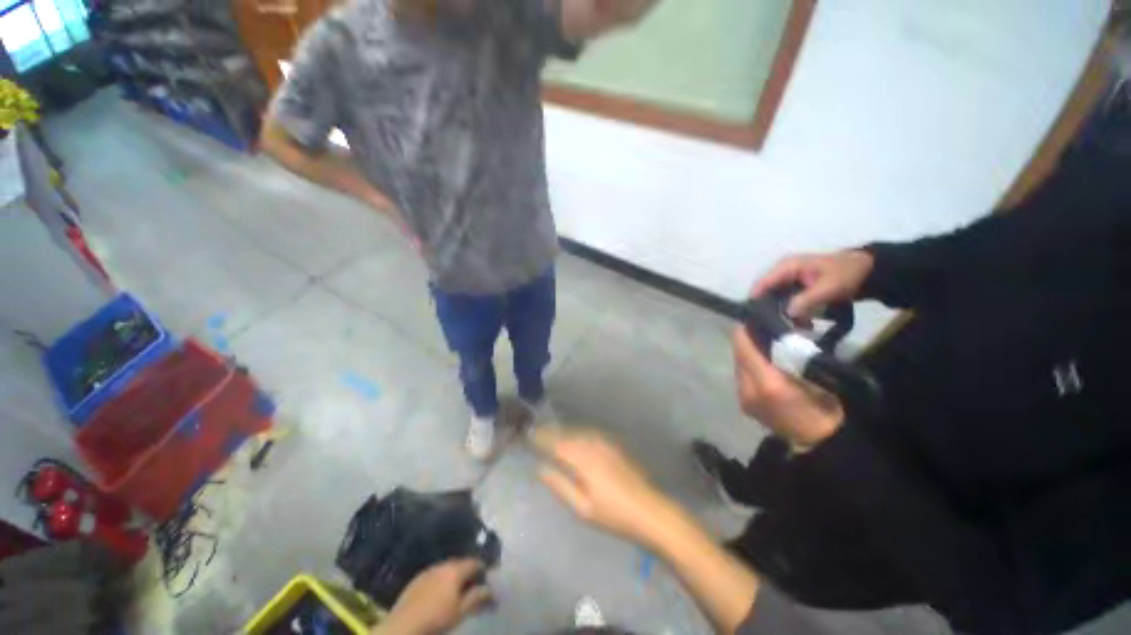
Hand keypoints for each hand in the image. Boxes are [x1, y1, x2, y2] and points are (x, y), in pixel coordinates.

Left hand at [375, 559, 490, 634]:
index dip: (483, 569)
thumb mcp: (461, 611)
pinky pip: (434, 575)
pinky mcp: (416, 579)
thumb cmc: (436, 618)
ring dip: (454, 577)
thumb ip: (477, 597)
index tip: (488, 578)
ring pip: (447, 569)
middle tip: (474, 586)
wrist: (403, 626)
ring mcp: (428, 571)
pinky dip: (441, 581)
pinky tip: (440, 594)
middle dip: (468, 573)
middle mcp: (443, 564)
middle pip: (460, 564)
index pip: (474, 562)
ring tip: (457, 591)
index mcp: (455, 569)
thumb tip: (490, 589)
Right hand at [532, 427, 671, 544]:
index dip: (542, 439)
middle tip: (536, 434)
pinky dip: (577, 433)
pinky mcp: (614, 446)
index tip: (529, 437)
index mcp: (584, 460)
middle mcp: (593, 445)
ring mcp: (606, 443)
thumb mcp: (583, 508)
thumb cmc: (614, 514)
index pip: (557, 444)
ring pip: (578, 432)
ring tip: (550, 434)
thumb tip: (540, 469)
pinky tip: (574, 438)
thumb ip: (560, 486)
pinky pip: (590, 434)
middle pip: (567, 435)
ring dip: (563, 432)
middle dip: (551, 433)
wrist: (650, 510)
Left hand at [732, 327, 843, 449]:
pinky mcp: (744, 405)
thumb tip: (778, 333)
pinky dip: (749, 366)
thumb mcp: (816, 375)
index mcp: (766, 383)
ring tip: (765, 344)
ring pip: (739, 364)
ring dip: (748, 353)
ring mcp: (743, 398)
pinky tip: (763, 363)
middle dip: (747, 339)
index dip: (747, 328)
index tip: (756, 317)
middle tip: (764, 328)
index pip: (744, 345)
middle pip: (738, 353)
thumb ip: (791, 353)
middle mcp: (747, 389)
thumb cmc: (828, 408)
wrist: (822, 446)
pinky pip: (742, 377)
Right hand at [751, 250, 873, 319]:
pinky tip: (802, 324)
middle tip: (775, 327)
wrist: (867, 271)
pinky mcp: (795, 289)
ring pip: (775, 300)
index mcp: (786, 267)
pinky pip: (785, 302)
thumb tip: (787, 314)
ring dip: (782, 314)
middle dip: (770, 310)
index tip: (756, 318)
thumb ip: (806, 300)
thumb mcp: (828, 287)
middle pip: (765, 293)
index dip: (756, 300)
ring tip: (793, 328)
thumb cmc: (846, 274)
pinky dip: (792, 313)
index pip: (762, 283)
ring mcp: (788, 281)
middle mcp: (782, 273)